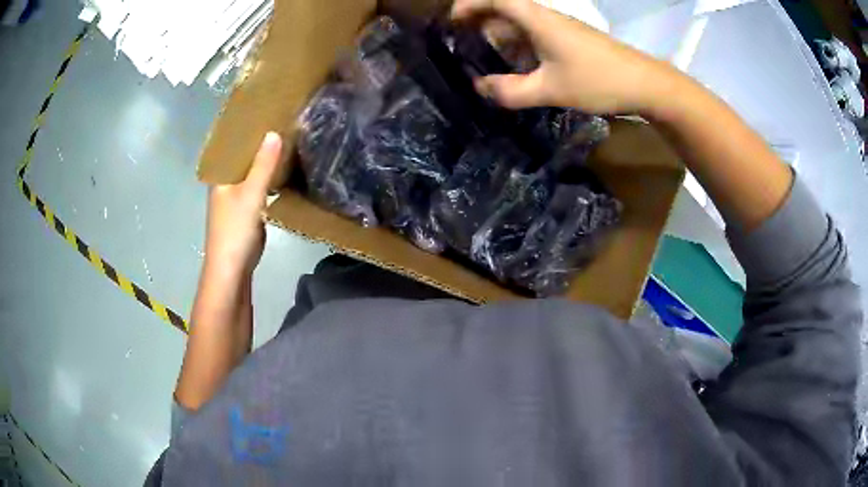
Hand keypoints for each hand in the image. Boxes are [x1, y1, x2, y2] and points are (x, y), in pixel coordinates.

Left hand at [204, 132, 283, 275]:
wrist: (232, 271)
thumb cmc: (235, 230)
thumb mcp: (250, 194)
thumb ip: (263, 165)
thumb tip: (274, 132)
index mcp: (220, 177)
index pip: (233, 147)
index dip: (248, 132)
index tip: (268, 115)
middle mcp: (226, 185)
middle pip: (244, 160)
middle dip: (261, 146)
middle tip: (284, 126)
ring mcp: (236, 200)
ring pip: (252, 175)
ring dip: (266, 164)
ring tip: (288, 144)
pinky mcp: (247, 213)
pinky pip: (259, 190)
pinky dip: (269, 181)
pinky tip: (284, 174)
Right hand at [451, 0, 679, 113]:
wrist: (645, 83)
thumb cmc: (598, 80)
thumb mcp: (551, 89)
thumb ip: (512, 91)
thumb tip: (479, 88)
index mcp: (538, 19)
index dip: (470, 4)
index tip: (451, 21)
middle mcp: (546, 18)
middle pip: (505, 9)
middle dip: (478, 22)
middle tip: (458, 43)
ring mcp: (560, 29)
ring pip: (520, 25)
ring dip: (498, 37)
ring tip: (478, 57)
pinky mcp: (570, 41)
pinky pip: (535, 37)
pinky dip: (518, 47)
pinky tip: (514, 67)